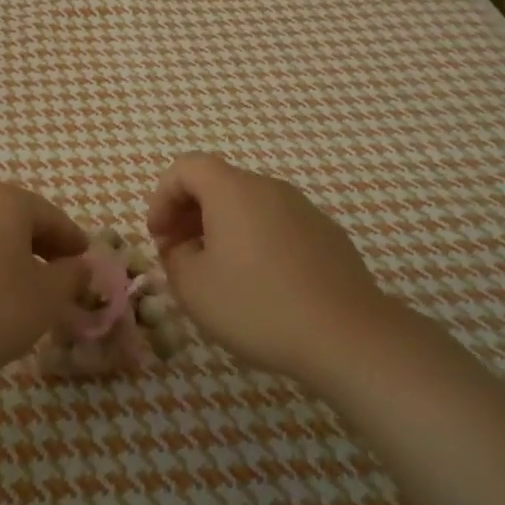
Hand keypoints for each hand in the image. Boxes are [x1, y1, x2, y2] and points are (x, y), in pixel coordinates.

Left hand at [0, 181, 89, 398]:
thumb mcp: (46, 298)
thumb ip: (71, 276)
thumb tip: (80, 266)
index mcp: (4, 199)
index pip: (50, 216)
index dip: (72, 241)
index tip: (86, 261)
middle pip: (15, 218)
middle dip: (40, 245)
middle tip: (58, 274)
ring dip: (8, 255)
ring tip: (22, 288)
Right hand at [147, 154, 400, 390]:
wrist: (347, 336)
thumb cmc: (258, 306)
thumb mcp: (194, 288)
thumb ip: (174, 258)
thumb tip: (182, 247)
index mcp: (233, 191)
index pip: (186, 167)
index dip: (162, 196)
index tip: (158, 236)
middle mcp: (269, 188)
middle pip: (218, 183)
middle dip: (189, 213)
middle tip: (178, 254)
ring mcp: (304, 209)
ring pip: (249, 205)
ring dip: (222, 228)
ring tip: (217, 272)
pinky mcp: (327, 235)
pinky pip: (277, 225)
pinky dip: (256, 240)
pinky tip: (260, 284)